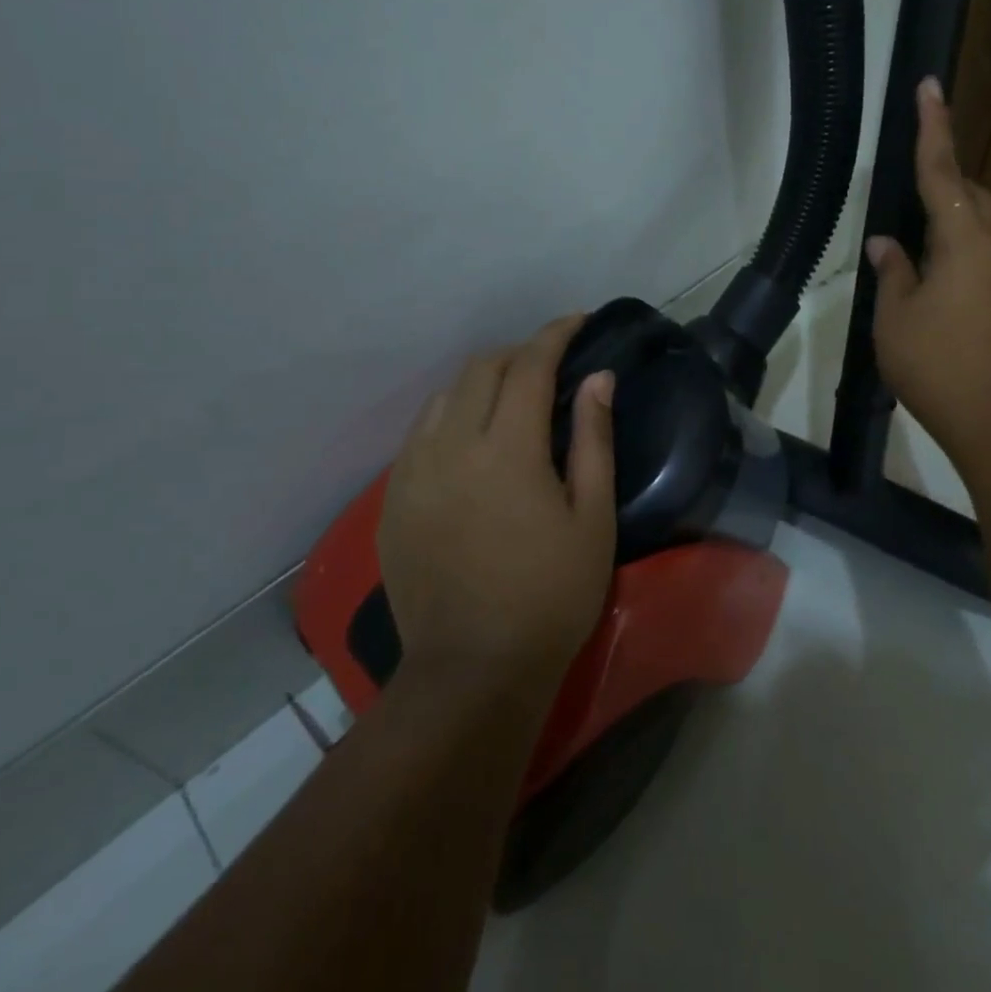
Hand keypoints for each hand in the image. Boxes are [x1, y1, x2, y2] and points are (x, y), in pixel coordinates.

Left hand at [378, 315, 616, 686]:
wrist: (472, 670)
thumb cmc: (551, 596)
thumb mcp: (592, 518)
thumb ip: (593, 438)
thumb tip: (598, 378)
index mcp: (506, 449)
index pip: (529, 365)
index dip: (555, 334)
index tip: (577, 321)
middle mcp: (451, 446)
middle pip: (481, 369)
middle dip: (518, 353)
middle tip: (550, 364)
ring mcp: (412, 472)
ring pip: (444, 396)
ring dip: (481, 382)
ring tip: (511, 398)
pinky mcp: (392, 499)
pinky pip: (421, 433)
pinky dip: (451, 416)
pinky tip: (472, 440)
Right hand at [865, 77, 990, 461]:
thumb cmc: (940, 366)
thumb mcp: (895, 318)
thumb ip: (892, 272)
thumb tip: (887, 243)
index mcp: (966, 240)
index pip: (942, 172)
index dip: (932, 128)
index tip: (928, 86)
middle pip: (972, 195)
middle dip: (943, 181)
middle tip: (908, 190)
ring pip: (984, 226)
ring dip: (953, 221)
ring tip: (915, 244)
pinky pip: (989, 256)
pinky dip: (963, 251)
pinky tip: (937, 281)